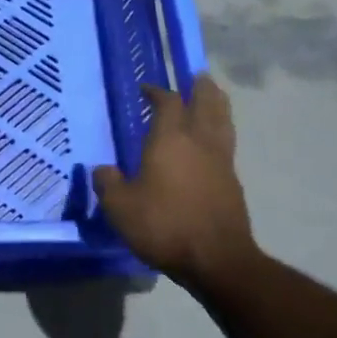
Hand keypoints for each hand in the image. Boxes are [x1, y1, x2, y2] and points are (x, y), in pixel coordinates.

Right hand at [92, 75, 254, 286]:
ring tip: (212, 98)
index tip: (146, 89)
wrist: (217, 260)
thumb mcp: (119, 207)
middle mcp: (199, 142)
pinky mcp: (233, 183)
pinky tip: (210, 144)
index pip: (168, 103)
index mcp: (170, 140)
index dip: (157, 92)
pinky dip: (220, 133)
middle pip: (207, 103)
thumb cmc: (164, 225)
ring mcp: (221, 162)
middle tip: (196, 77)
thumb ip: (108, 183)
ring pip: (223, 122)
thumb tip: (103, 169)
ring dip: (217, 106)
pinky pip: (226, 146)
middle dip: (201, 88)